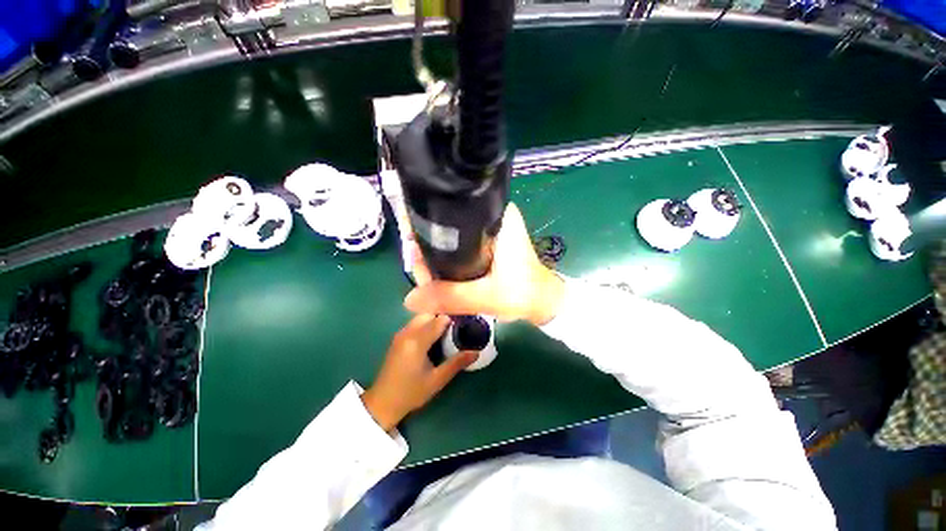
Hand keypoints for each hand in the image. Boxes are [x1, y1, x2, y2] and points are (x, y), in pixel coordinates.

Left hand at [362, 314, 477, 431]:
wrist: (382, 402)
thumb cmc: (411, 392)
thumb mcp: (437, 380)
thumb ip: (456, 363)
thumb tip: (476, 352)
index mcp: (417, 341)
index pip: (439, 320)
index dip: (454, 319)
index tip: (465, 323)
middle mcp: (407, 332)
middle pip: (429, 313)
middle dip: (443, 317)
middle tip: (457, 327)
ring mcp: (400, 334)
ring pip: (421, 317)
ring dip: (434, 319)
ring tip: (448, 331)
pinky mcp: (398, 338)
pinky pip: (414, 323)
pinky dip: (426, 324)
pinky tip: (433, 336)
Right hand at [404, 203, 565, 325]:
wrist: (544, 302)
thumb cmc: (525, 294)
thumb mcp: (487, 297)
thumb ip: (450, 297)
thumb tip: (409, 299)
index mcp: (498, 217)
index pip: (451, 212)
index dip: (426, 231)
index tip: (413, 254)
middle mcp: (492, 217)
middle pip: (447, 226)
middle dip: (428, 251)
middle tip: (420, 277)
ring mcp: (489, 231)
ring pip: (451, 239)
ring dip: (435, 259)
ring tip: (425, 281)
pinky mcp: (487, 244)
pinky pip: (458, 248)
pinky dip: (446, 262)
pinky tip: (436, 277)